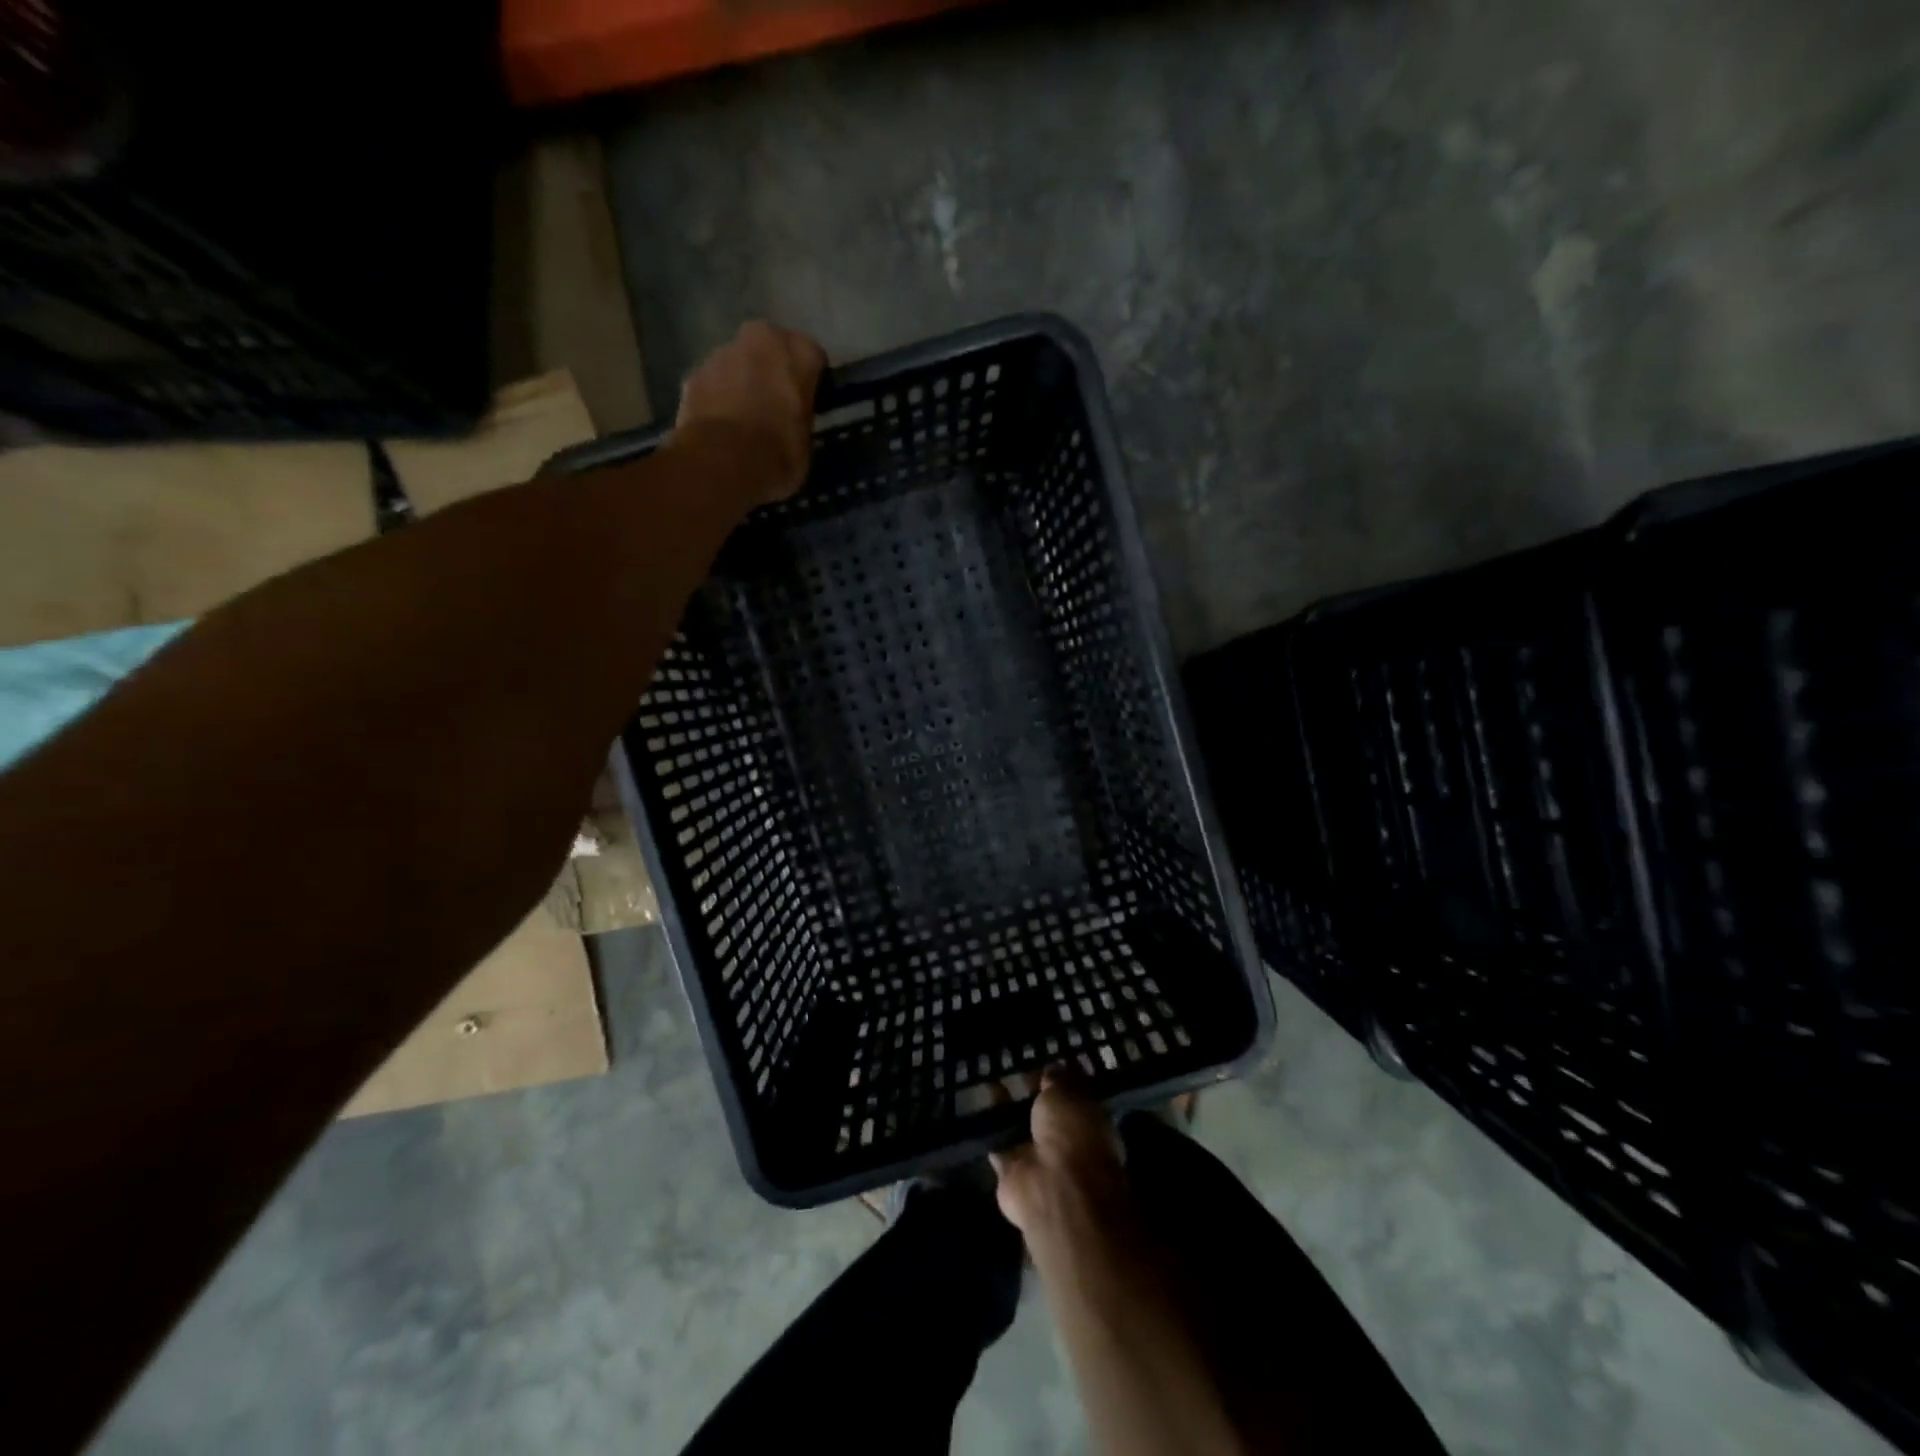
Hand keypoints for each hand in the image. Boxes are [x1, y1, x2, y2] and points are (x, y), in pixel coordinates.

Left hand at [675, 321, 826, 504]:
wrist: (720, 463)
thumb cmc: (777, 453)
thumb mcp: (806, 441)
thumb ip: (801, 417)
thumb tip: (792, 419)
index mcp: (797, 351)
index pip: (813, 357)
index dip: (811, 381)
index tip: (809, 403)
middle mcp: (759, 338)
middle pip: (771, 350)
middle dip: (774, 372)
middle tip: (777, 406)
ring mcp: (720, 353)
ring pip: (739, 364)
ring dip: (743, 383)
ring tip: (746, 421)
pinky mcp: (693, 375)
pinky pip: (714, 384)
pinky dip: (718, 399)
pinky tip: (722, 428)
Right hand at [991, 1072, 1130, 1238]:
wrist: (1053, 1189)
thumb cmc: (1071, 1133)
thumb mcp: (1067, 1092)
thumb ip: (1058, 1079)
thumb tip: (1053, 1068)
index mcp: (1090, 1121)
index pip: (1075, 1095)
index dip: (1059, 1078)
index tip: (1042, 1059)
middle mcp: (1067, 1141)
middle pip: (1046, 1113)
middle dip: (1031, 1095)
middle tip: (1012, 1069)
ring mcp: (1040, 1160)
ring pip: (1022, 1129)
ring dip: (1009, 1112)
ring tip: (991, 1082)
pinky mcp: (1013, 1174)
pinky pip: (1000, 1146)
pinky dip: (990, 1133)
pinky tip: (978, 1112)